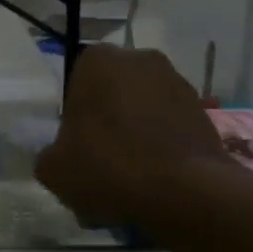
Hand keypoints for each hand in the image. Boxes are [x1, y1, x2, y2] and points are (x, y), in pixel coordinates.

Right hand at [36, 46, 230, 229]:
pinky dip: (163, 144)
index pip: (77, 83)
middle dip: (108, 119)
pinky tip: (157, 178)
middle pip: (113, 92)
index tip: (77, 145)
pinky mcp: (203, 110)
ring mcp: (178, 82)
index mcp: (97, 61)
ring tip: (133, 174)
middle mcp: (140, 60)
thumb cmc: (107, 167)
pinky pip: (171, 126)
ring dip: (137, 131)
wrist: (183, 191)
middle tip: (102, 159)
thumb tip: (59, 155)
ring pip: (144, 108)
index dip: (75, 116)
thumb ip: (49, 154)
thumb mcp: (53, 169)